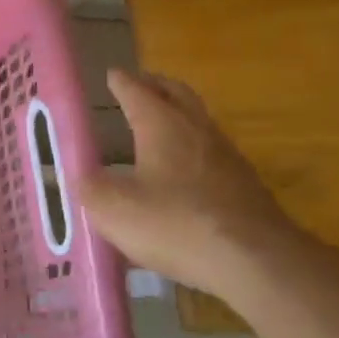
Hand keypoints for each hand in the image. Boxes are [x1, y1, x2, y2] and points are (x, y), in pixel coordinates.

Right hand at [81, 68, 303, 294]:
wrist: (257, 263)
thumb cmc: (176, 224)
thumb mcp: (113, 209)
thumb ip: (90, 187)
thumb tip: (81, 176)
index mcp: (162, 125)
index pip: (137, 91)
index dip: (121, 82)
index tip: (112, 74)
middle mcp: (197, 130)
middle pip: (177, 94)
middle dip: (156, 86)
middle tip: (139, 85)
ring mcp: (226, 157)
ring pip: (199, 121)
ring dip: (178, 115)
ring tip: (158, 124)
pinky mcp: (245, 186)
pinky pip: (211, 152)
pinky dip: (192, 148)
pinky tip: (182, 171)